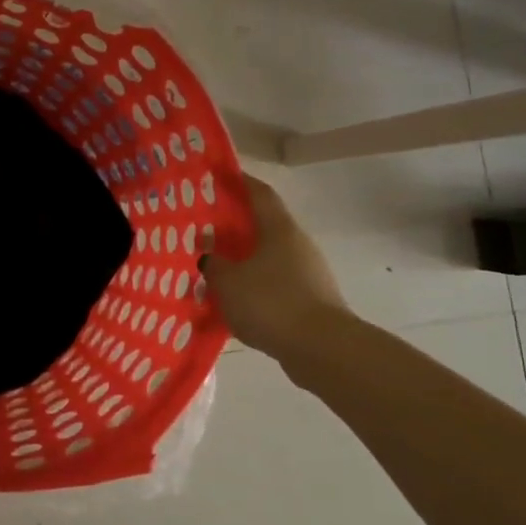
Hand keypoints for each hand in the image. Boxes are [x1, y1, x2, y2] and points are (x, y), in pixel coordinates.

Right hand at [201, 172, 349, 363]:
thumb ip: (213, 264)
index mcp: (279, 229)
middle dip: (235, 225)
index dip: (239, 181)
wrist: (322, 349)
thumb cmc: (271, 302)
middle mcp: (297, 245)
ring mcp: (307, 273)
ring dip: (243, 259)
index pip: (259, 193)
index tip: (217, 175)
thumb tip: (208, 256)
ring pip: (267, 257)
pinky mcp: (309, 300)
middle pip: (263, 225)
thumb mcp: (227, 281)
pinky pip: (273, 284)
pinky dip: (253, 286)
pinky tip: (232, 300)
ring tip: (213, 268)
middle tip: (204, 227)